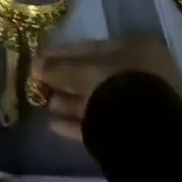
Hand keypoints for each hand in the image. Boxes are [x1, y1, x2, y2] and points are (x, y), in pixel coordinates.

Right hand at [32, 37, 181, 141]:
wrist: (147, 131)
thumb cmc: (119, 84)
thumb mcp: (84, 69)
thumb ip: (58, 67)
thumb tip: (34, 65)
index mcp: (138, 50)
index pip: (92, 47)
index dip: (62, 53)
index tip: (41, 57)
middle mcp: (143, 75)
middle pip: (94, 75)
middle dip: (65, 80)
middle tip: (39, 81)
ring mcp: (142, 106)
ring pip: (98, 100)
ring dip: (69, 102)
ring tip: (44, 104)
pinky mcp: (136, 134)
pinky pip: (102, 123)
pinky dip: (78, 124)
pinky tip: (54, 125)